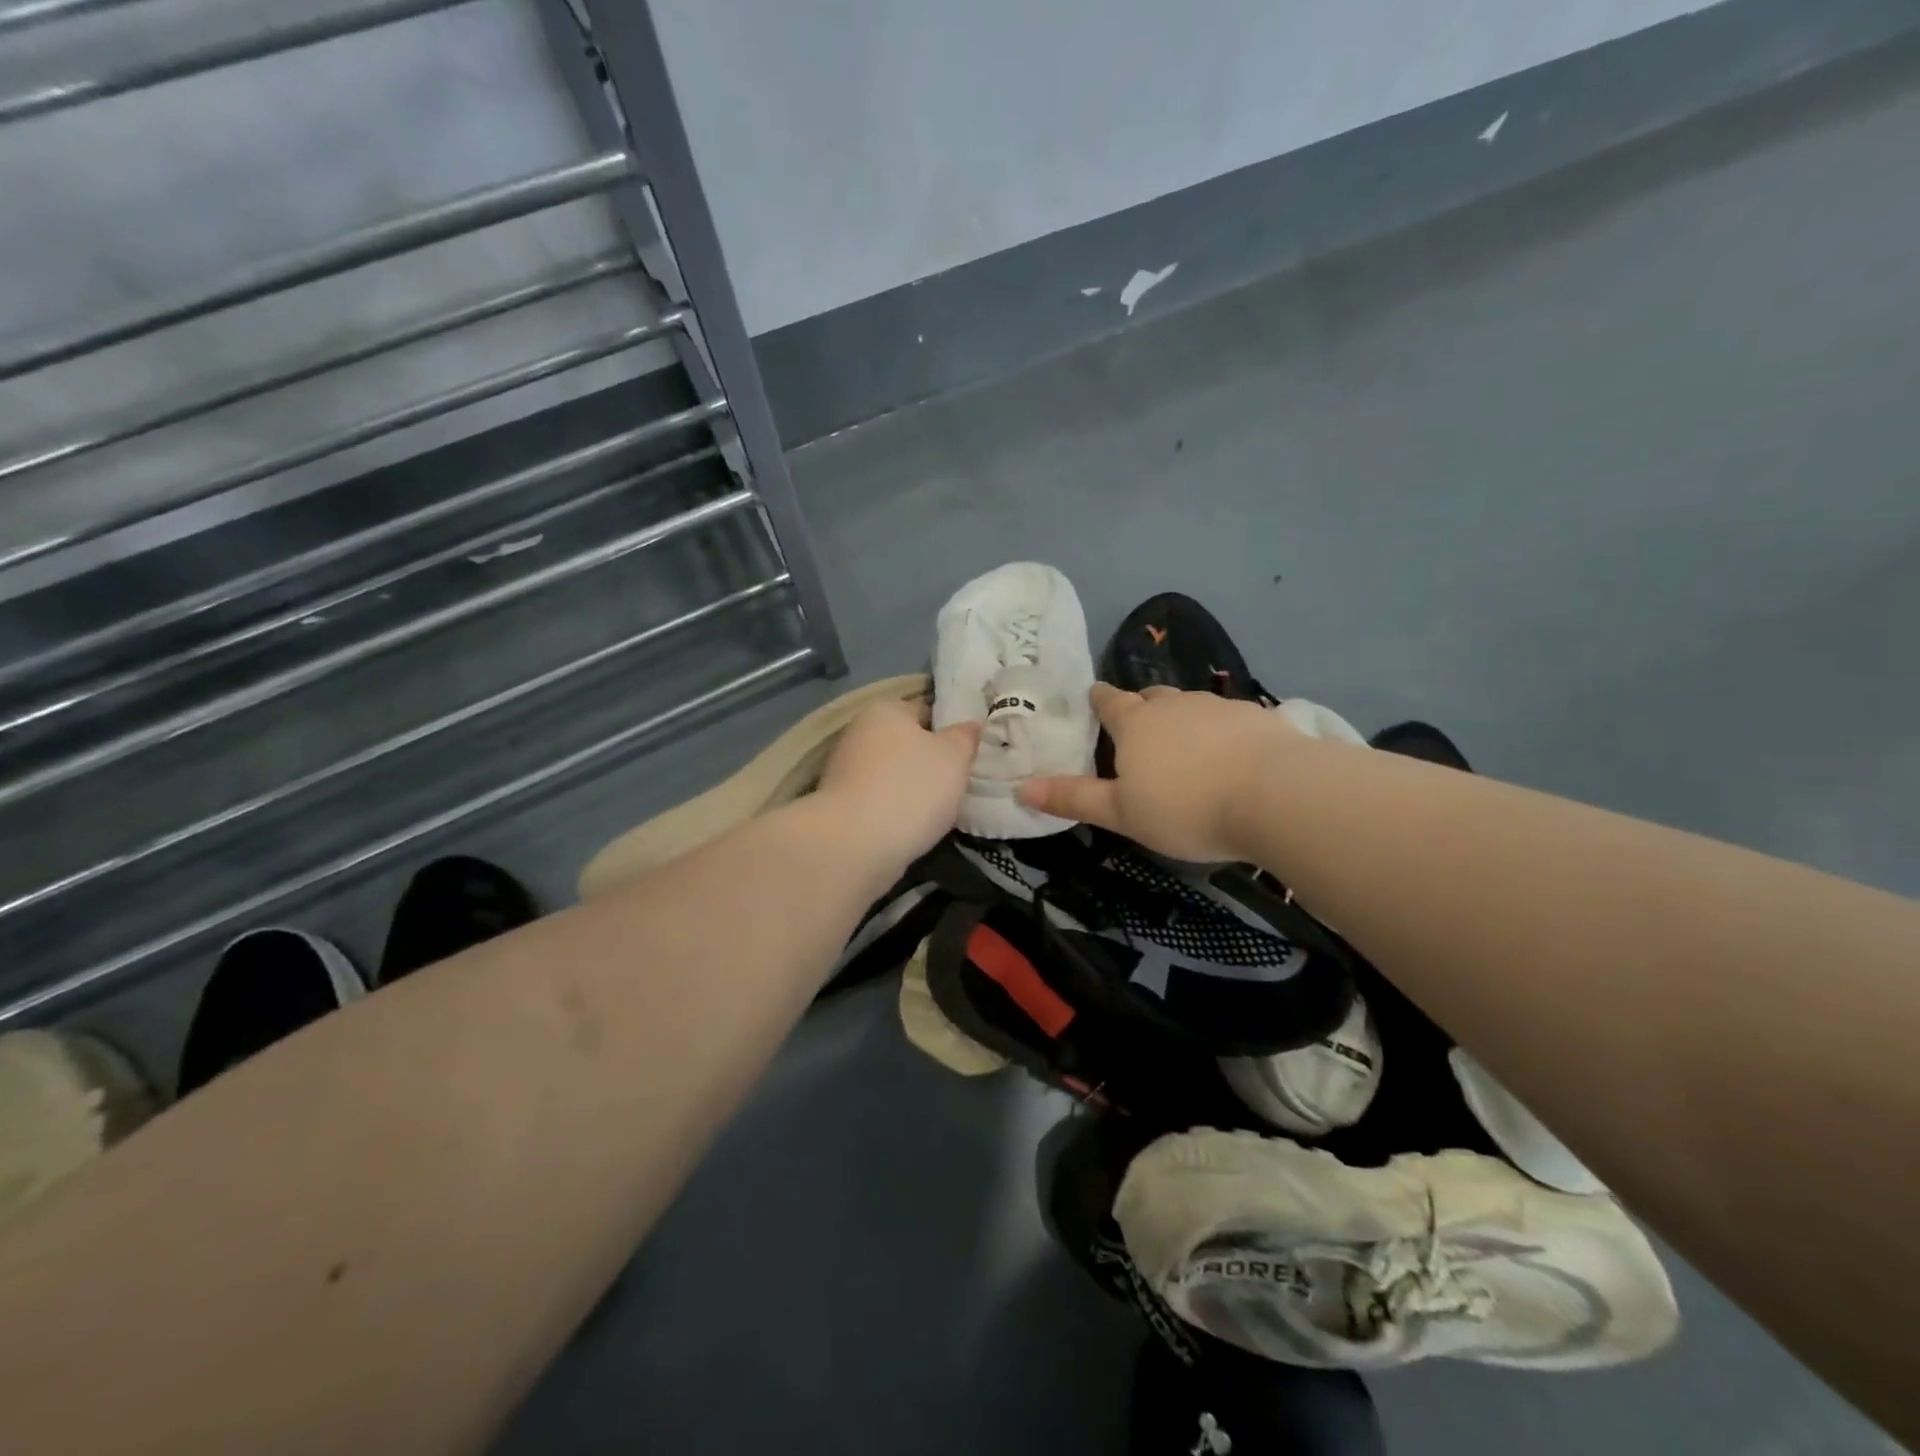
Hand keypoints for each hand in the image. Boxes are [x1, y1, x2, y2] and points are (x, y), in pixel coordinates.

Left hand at [816, 698, 980, 868]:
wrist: (856, 845)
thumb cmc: (911, 788)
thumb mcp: (954, 756)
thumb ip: (966, 737)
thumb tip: (969, 726)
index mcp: (885, 710)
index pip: (926, 710)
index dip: (951, 729)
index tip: (970, 752)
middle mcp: (859, 733)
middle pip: (907, 744)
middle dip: (930, 761)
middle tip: (960, 782)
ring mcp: (845, 771)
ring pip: (893, 775)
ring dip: (913, 789)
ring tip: (942, 810)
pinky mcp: (841, 806)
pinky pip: (880, 801)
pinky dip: (897, 811)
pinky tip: (916, 827)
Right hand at [1019, 684, 1297, 860]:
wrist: (1275, 795)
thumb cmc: (1186, 807)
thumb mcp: (1121, 813)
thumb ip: (1073, 799)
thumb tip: (1022, 788)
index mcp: (1135, 723)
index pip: (1108, 700)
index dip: (1098, 700)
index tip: (1094, 699)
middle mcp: (1173, 704)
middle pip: (1149, 697)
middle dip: (1140, 708)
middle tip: (1137, 729)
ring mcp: (1217, 706)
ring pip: (1189, 705)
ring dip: (1181, 719)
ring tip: (1184, 746)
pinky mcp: (1255, 717)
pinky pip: (1226, 718)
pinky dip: (1219, 731)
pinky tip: (1228, 755)